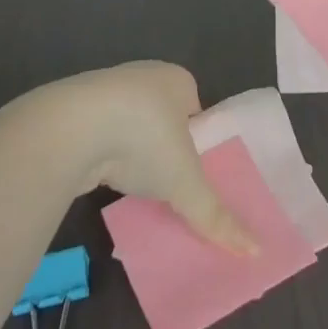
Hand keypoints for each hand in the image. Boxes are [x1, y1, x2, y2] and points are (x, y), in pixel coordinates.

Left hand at [40, 62, 255, 253]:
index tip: (194, 171)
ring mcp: (107, 89)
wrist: (72, 127)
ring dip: (132, 150)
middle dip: (165, 145)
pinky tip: (104, 177)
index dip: (198, 139)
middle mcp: (144, 76)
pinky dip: (105, 153)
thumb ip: (215, 215)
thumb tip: (255, 252)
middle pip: (164, 116)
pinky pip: (101, 132)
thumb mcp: (185, 182)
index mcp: (177, 79)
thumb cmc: (143, 138)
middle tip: (169, 182)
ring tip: (136, 185)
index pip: (196, 109)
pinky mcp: (77, 108)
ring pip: (130, 124)